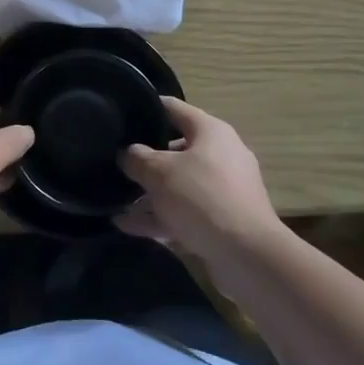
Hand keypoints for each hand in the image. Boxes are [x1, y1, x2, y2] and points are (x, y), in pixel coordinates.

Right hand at [116, 98, 278, 259]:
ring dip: (148, 194)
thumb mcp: (159, 172)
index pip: (173, 108)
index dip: (146, 108)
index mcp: (211, 132)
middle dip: (144, 159)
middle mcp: (220, 156)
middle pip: (174, 150)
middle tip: (115, 163)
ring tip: (115, 200)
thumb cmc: (201, 198)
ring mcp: (223, 190)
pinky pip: (184, 212)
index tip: (120, 114)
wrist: (248, 256)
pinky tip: (126, 225)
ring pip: (177, 185)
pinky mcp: (221, 221)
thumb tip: (127, 153)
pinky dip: (159, 217)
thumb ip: (136, 158)